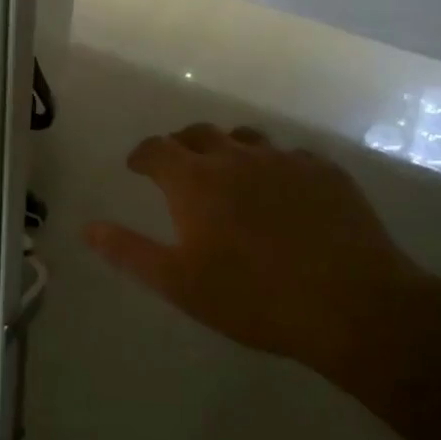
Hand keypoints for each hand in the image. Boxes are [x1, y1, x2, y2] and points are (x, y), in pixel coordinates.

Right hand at [84, 124, 426, 379]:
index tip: (136, 167)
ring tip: (228, 173)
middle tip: (178, 167)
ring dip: (227, 150)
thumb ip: (129, 252)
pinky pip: (289, 156)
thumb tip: (87, 228)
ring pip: (245, 139)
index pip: (156, 149)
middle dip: (181, 145)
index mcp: (194, 180)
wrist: (352, 305)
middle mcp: (235, 157)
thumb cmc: (253, 298)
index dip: (142, 155)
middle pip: (198, 134)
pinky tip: (282, 191)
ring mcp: (283, 160)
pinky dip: (273, 166)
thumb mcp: (179, 283)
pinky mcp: (324, 172)